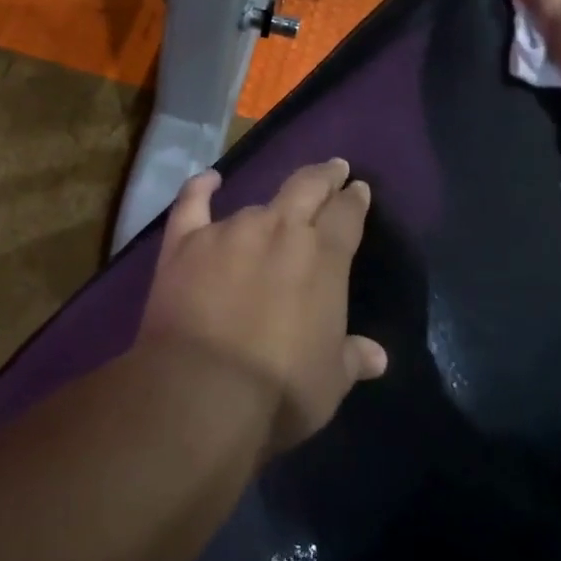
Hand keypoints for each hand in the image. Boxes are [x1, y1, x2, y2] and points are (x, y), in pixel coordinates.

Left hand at [141, 159, 387, 453]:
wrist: (202, 391)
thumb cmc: (279, 390)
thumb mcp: (329, 380)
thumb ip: (352, 358)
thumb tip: (376, 356)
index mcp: (323, 258)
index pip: (347, 214)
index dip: (355, 200)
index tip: (359, 190)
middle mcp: (279, 230)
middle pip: (307, 187)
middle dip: (324, 176)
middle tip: (334, 168)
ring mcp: (229, 231)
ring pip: (255, 203)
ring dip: (269, 206)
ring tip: (274, 208)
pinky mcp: (184, 242)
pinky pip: (192, 204)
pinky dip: (200, 188)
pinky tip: (208, 179)